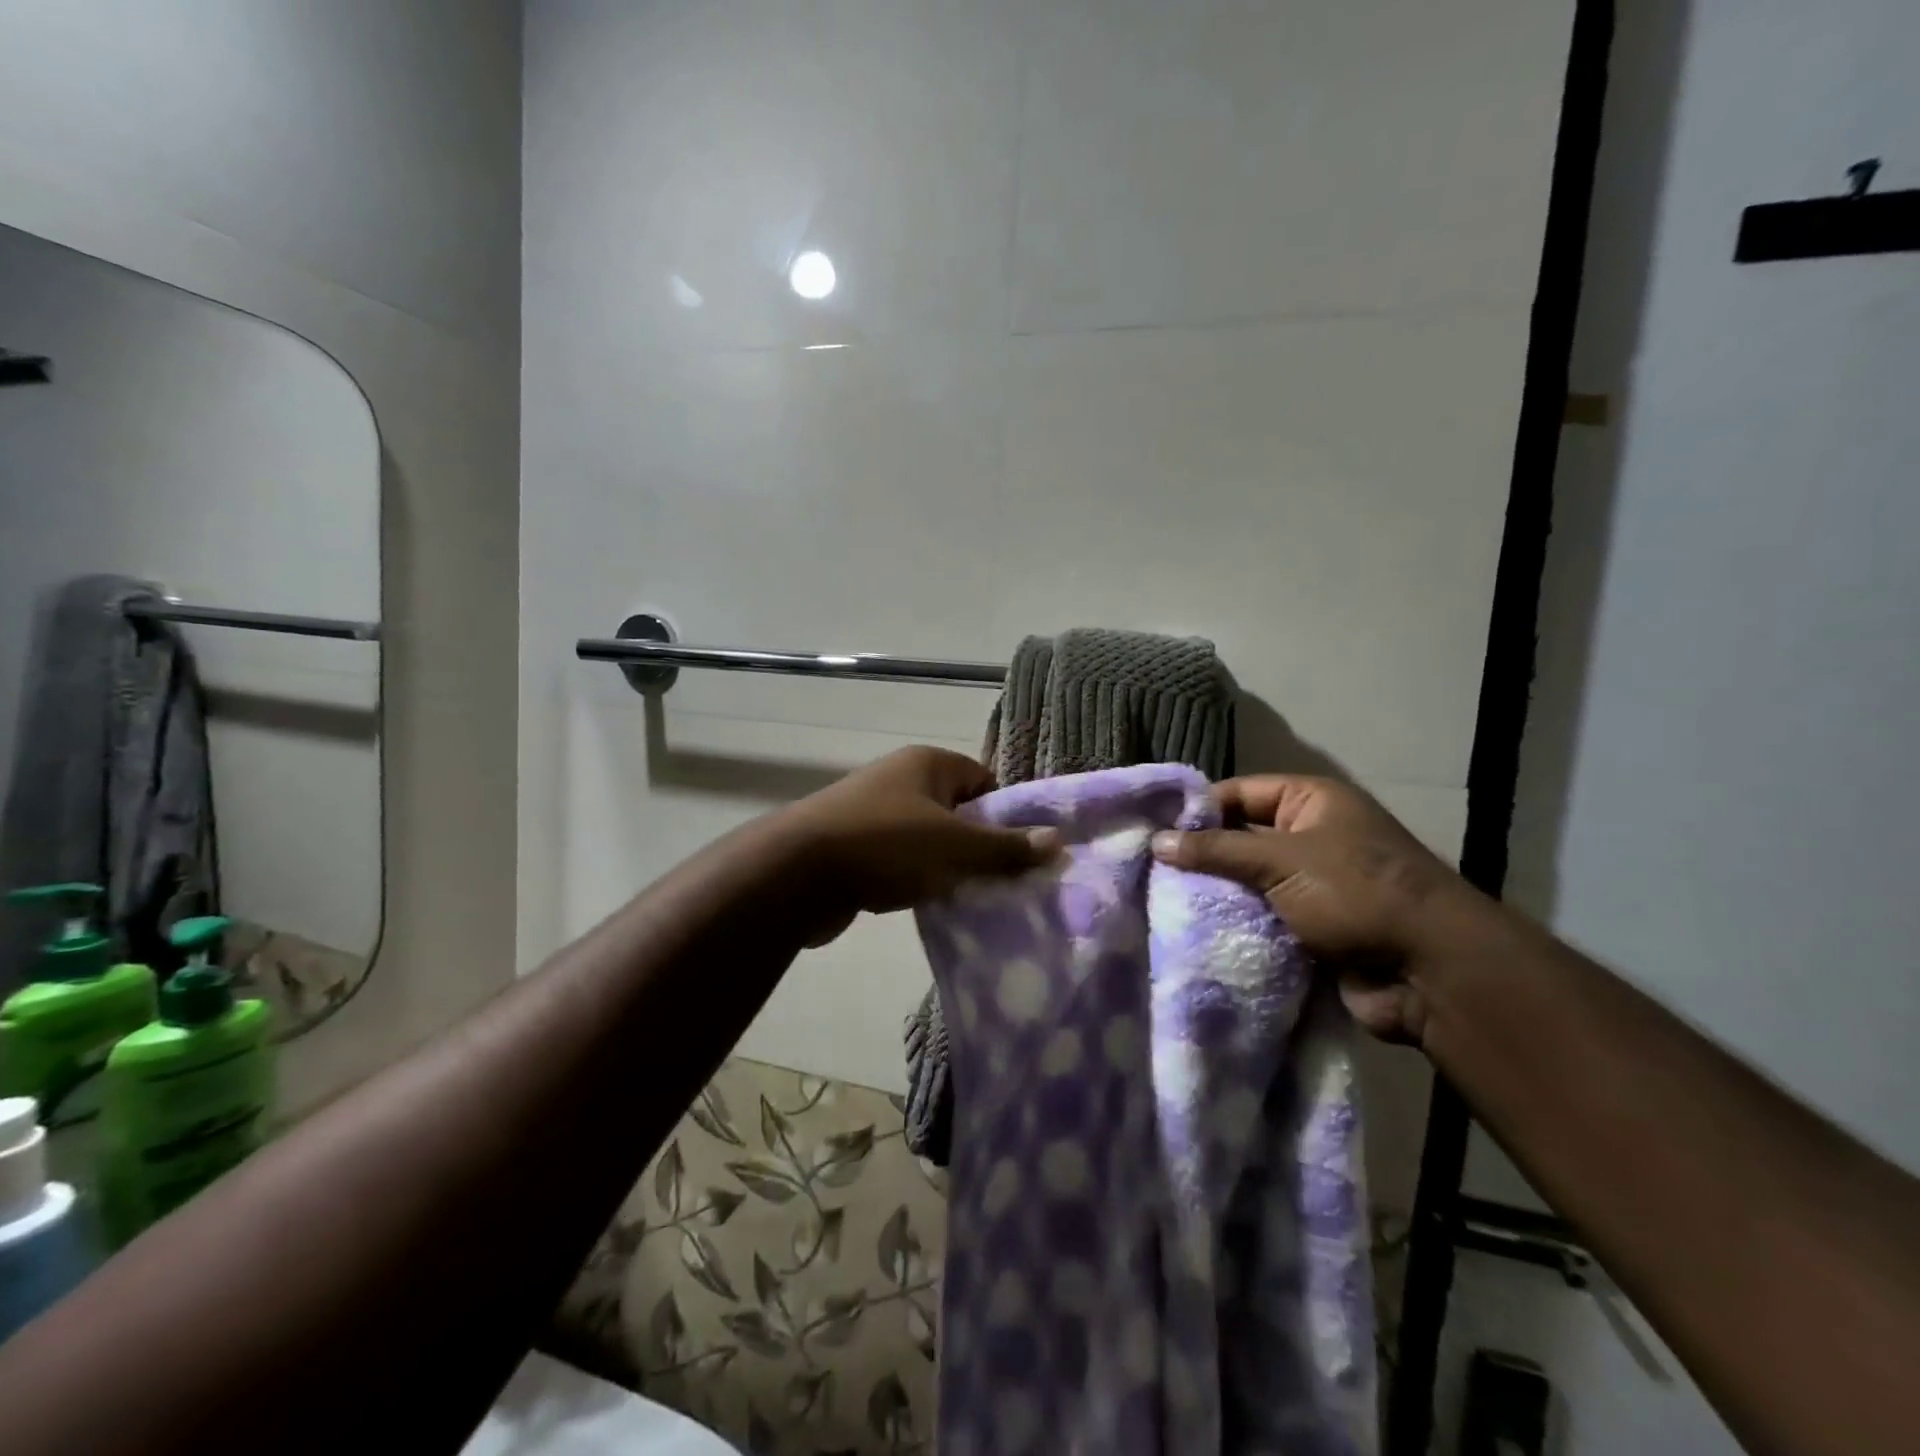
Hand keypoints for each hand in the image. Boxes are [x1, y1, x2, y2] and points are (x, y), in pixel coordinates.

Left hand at [781, 747, 1056, 943]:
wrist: (797, 873)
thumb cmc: (884, 844)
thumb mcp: (954, 846)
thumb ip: (1005, 847)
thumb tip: (1057, 841)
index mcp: (927, 764)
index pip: (984, 781)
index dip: (1005, 815)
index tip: (1018, 853)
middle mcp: (901, 780)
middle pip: (958, 812)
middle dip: (978, 848)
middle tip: (1001, 883)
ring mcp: (874, 812)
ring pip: (929, 841)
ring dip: (947, 869)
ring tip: (969, 900)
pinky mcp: (855, 847)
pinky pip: (901, 861)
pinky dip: (915, 881)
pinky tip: (928, 907)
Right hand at [1150, 775, 1489, 1043]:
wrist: (1429, 970)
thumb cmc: (1355, 892)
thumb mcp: (1280, 860)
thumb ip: (1216, 850)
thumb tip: (1156, 842)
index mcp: (1311, 801)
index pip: (1239, 793)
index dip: (1198, 809)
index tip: (1153, 830)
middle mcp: (1311, 836)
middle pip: (1241, 838)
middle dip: (1202, 855)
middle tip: (1149, 869)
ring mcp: (1312, 884)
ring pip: (1248, 882)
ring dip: (1216, 893)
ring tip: (1160, 900)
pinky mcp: (1311, 927)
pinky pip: (1261, 917)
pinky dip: (1235, 923)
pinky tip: (1192, 929)